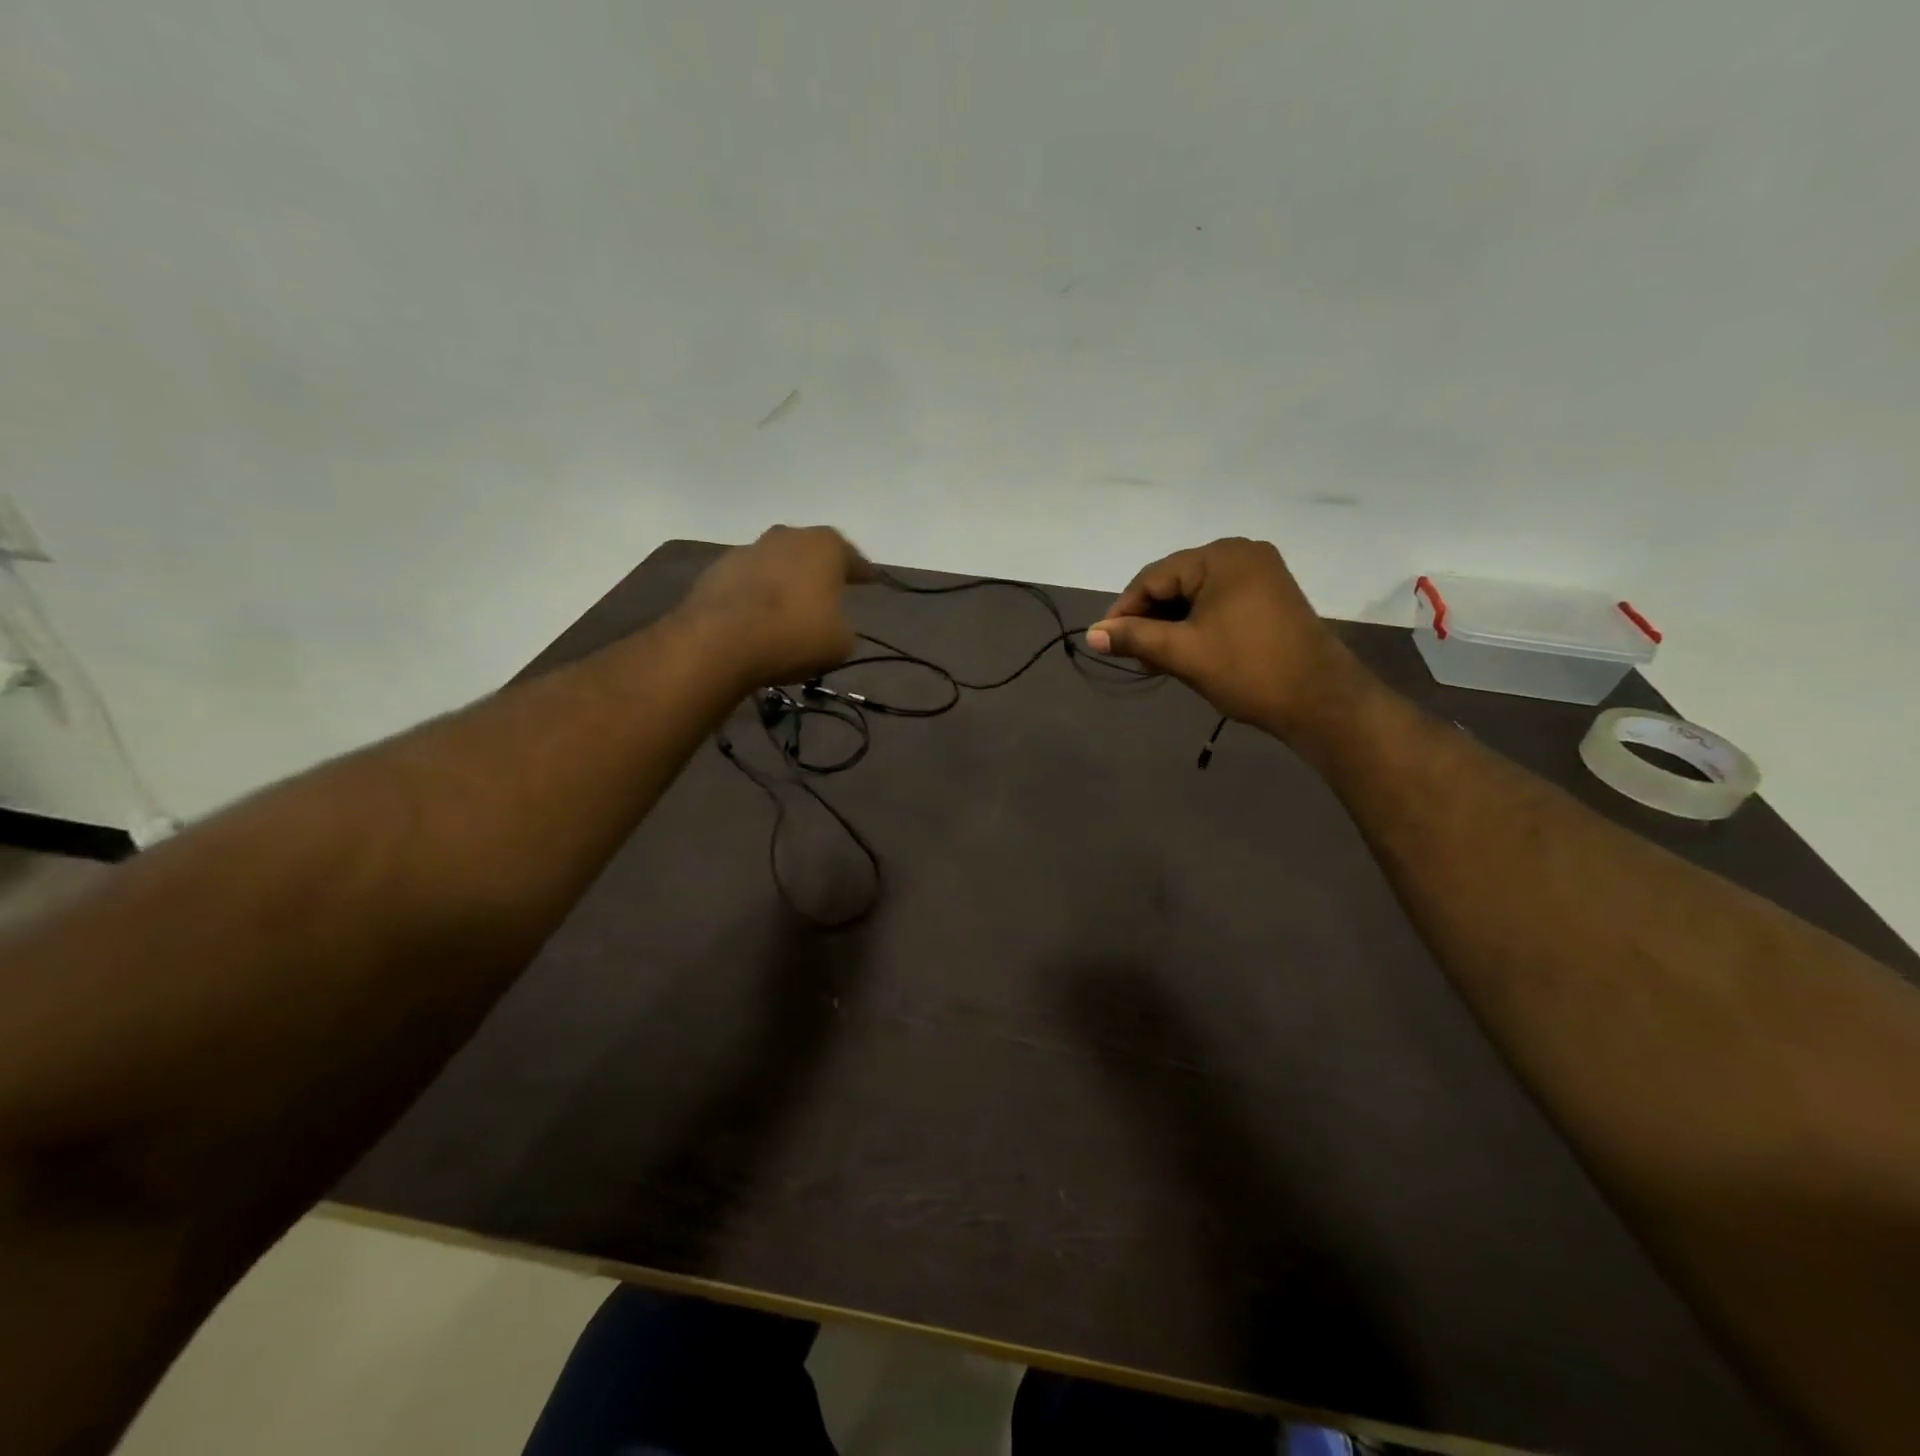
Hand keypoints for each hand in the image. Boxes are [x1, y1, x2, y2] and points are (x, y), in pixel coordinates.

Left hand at [679, 525, 874, 687]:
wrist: (720, 641)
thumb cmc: (794, 634)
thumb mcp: (841, 641)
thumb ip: (842, 625)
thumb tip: (830, 623)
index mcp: (825, 546)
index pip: (853, 558)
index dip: (863, 573)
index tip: (871, 582)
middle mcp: (787, 536)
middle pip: (810, 553)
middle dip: (820, 572)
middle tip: (830, 593)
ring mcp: (747, 550)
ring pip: (777, 565)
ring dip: (785, 583)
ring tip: (790, 610)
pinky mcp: (716, 571)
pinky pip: (748, 583)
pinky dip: (757, 597)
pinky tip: (759, 619)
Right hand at [1086, 537, 1360, 736]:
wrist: (1320, 700)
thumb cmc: (1247, 670)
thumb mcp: (1182, 652)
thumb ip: (1133, 637)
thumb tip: (1092, 634)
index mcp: (1221, 556)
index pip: (1154, 577)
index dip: (1124, 610)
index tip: (1106, 642)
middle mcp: (1242, 554)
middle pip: (1175, 582)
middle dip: (1150, 620)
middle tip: (1133, 656)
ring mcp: (1261, 574)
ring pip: (1196, 595)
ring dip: (1171, 625)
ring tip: (1156, 660)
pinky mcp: (1271, 596)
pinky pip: (1219, 603)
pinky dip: (1197, 625)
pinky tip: (1185, 652)